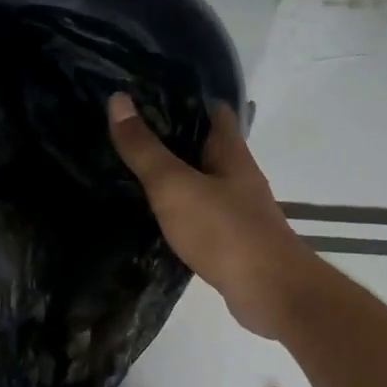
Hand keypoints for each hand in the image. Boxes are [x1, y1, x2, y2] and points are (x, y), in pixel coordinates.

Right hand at [107, 94, 317, 338]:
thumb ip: (145, 149)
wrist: (269, 292)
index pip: (212, 110)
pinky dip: (180, 211)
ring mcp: (238, 210)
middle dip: (172, 138)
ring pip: (202, 182)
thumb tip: (117, 99)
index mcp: (231, 152)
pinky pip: (201, 215)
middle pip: (205, 146)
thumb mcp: (175, 186)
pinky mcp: (232, 241)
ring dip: (175, 176)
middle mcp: (238, 176)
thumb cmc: (224, 231)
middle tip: (128, 132)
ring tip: (133, 171)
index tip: (147, 94)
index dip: (184, 97)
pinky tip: (156, 216)